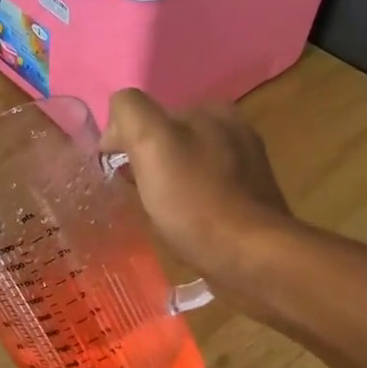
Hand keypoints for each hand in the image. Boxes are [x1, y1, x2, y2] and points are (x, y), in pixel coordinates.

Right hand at [102, 89, 295, 288]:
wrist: (250, 257)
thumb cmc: (196, 202)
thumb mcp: (152, 143)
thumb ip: (131, 113)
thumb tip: (116, 125)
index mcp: (210, 110)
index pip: (148, 113)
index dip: (126, 142)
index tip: (119, 174)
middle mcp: (233, 130)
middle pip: (167, 140)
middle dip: (147, 162)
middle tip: (138, 197)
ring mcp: (246, 165)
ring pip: (186, 166)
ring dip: (167, 184)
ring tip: (160, 214)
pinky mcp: (250, 199)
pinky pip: (205, 191)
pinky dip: (189, 203)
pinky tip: (186, 223)